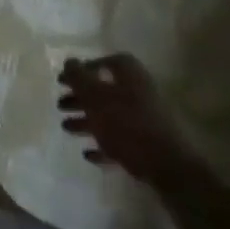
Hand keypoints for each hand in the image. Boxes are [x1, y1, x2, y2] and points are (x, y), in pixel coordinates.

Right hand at [58, 54, 199, 188]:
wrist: (169, 166)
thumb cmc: (126, 123)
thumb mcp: (94, 95)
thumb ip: (78, 77)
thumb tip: (69, 61)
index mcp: (131, 76)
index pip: (109, 62)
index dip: (87, 67)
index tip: (67, 79)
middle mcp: (141, 94)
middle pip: (106, 91)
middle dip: (81, 98)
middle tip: (60, 104)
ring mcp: (147, 121)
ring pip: (111, 116)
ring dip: (87, 121)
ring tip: (66, 127)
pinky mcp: (149, 146)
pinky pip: (121, 140)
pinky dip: (103, 144)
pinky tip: (88, 153)